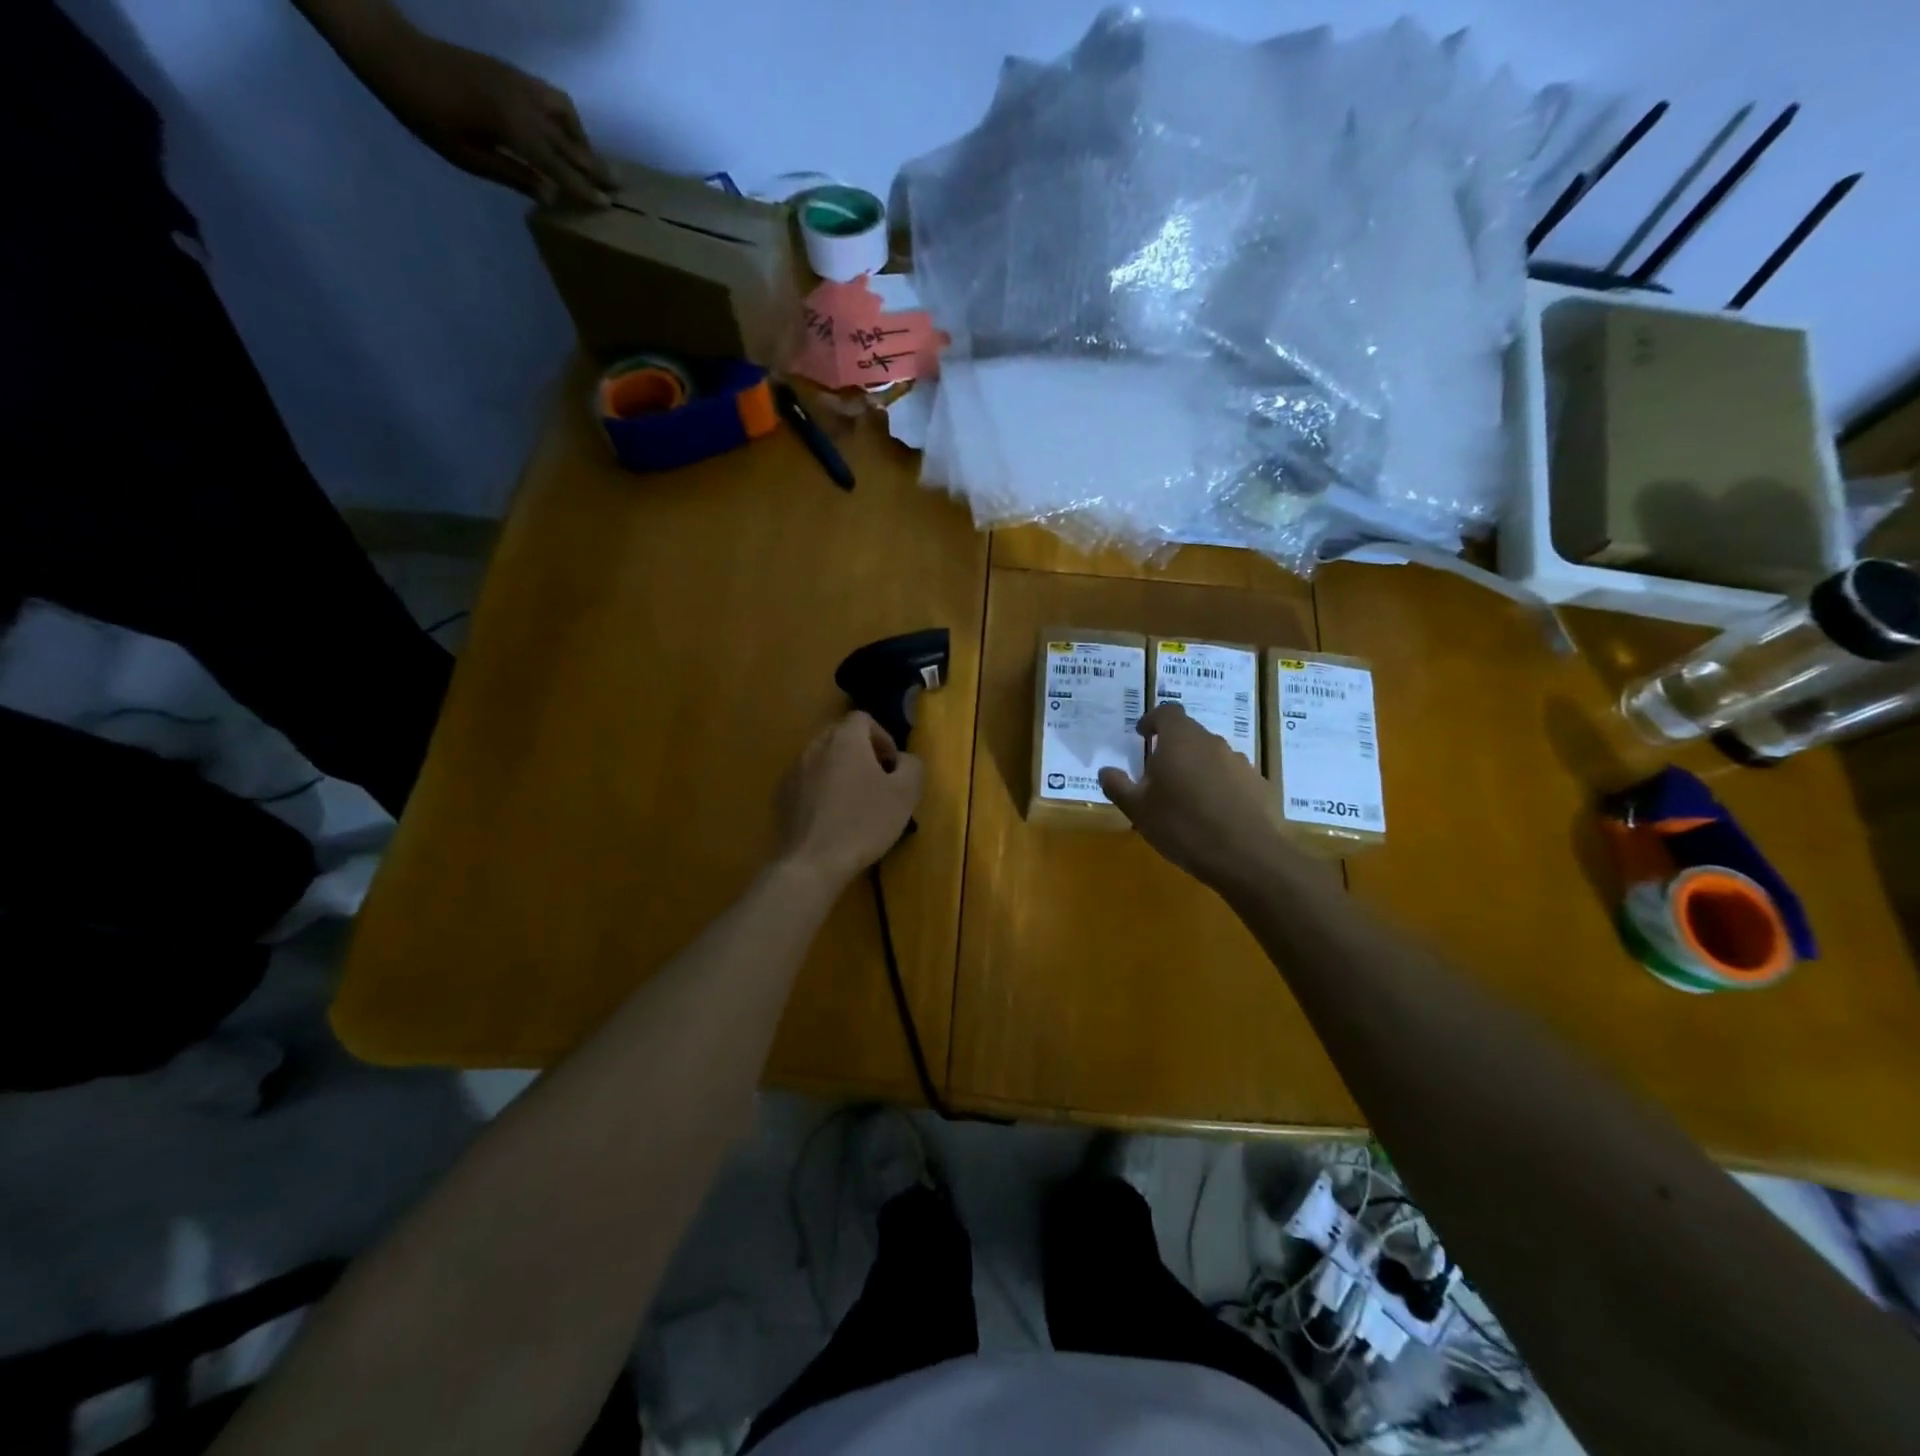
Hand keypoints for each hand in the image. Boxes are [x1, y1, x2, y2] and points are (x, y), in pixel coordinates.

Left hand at [374, 34, 613, 205]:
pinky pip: (551, 97)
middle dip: (594, 165)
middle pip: (569, 141)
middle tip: (619, 186)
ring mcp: (519, 84)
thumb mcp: (466, 156)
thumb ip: (512, 175)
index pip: (558, 165)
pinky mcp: (511, 73)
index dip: (583, 187)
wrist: (393, 52)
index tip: (606, 205)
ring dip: (582, 139)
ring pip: (565, 114)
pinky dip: (566, 118)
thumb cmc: (424, 112)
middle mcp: (523, 103)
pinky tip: (565, 132)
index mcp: (512, 127)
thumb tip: (550, 196)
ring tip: (590, 160)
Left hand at [776, 712, 925, 887]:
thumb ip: (912, 766)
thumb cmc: (863, 823)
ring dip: (840, 771)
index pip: (863, 719)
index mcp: (845, 740)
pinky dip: (821, 790)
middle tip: (877, 781)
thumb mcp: (904, 795)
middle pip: (840, 736)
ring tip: (854, 802)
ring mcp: (793, 771)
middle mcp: (815, 747)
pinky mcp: (781, 797)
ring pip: (822, 759)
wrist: (811, 863)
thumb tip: (904, 760)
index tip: (892, 766)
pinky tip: (831, 819)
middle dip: (861, 752)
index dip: (882, 737)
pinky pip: (806, 782)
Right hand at [1099, 702, 1294, 892]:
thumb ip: (1118, 786)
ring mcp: (1240, 763)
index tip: (1143, 735)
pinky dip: (1220, 788)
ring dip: (1197, 769)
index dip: (1153, 720)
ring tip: (1187, 799)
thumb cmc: (1182, 826)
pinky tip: (1214, 815)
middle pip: (1190, 734)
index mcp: (1180, 740)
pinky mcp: (1259, 785)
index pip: (1167, 712)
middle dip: (1173, 749)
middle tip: (1158, 775)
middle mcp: (1212, 743)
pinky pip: (1232, 778)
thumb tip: (1106, 771)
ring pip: (1212, 756)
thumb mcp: (1138, 809)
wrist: (1246, 857)